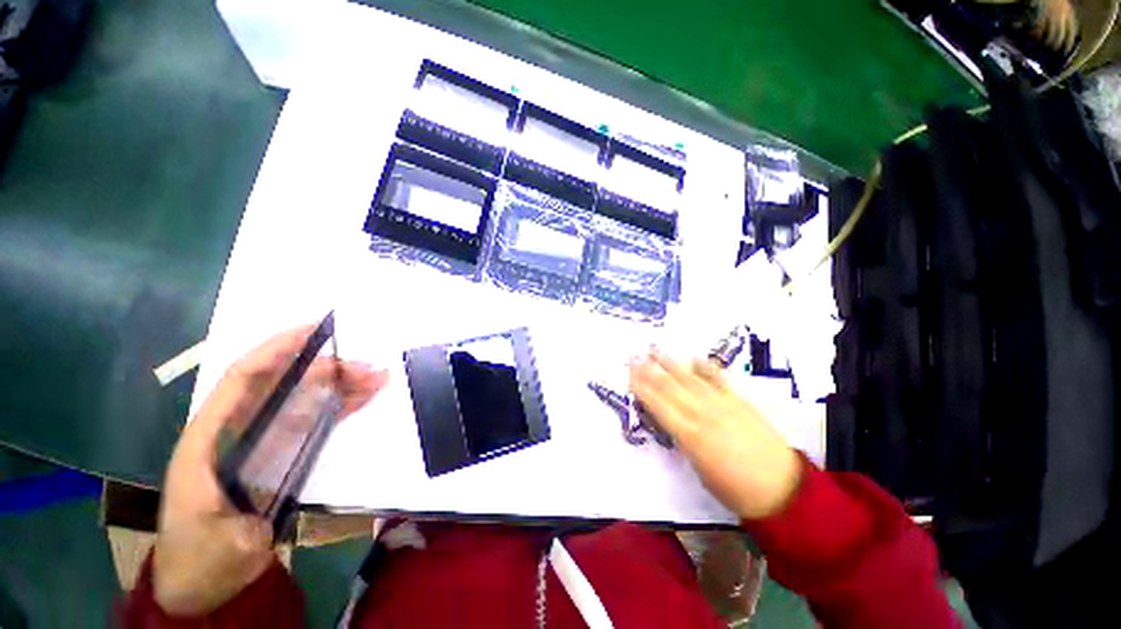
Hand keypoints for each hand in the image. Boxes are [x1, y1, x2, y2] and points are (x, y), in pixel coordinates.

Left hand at [154, 325, 388, 615]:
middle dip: (325, 368)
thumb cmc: (198, 559)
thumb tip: (273, 505)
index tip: (314, 331)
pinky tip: (364, 396)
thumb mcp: (217, 547)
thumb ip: (242, 529)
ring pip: (304, 398)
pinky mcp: (282, 451)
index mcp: (210, 438)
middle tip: (368, 367)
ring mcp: (263, 439)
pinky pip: (314, 418)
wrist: (201, 580)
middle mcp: (237, 428)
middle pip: (283, 383)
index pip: (242, 379)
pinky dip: (340, 405)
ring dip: (340, 384)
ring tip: (377, 377)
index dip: (276, 350)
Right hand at [629, 350, 801, 519]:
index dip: (641, 388)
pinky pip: (719, 379)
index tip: (628, 375)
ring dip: (671, 364)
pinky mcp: (740, 401)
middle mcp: (702, 413)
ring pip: (690, 379)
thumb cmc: (734, 490)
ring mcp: (722, 404)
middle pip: (670, 387)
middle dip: (649, 371)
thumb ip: (683, 441)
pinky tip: (693, 358)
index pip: (658, 405)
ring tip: (655, 350)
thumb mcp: (699, 470)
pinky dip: (705, 367)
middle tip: (634, 357)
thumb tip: (671, 422)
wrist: (782, 489)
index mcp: (690, 435)